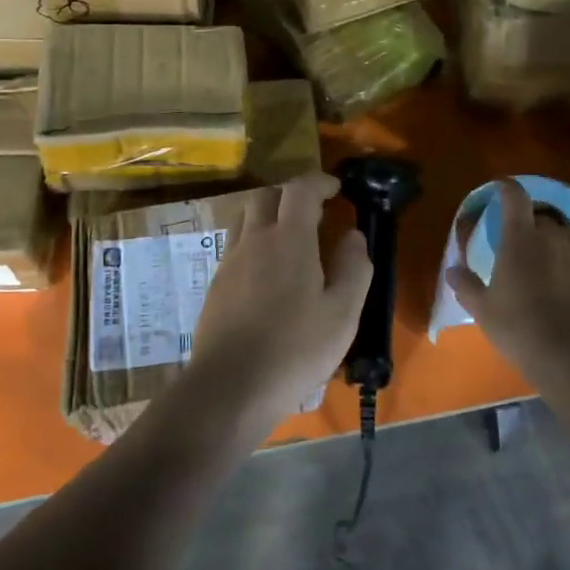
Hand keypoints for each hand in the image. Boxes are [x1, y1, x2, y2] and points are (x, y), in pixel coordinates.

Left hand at [188, 173, 373, 426]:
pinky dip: (254, 241)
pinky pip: (235, 245)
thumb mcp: (343, 313)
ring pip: (245, 217)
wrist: (230, 387)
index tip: (336, 188)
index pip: (300, 190)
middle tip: (314, 211)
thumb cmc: (295, 349)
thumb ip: (354, 268)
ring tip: (289, 236)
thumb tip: (353, 236)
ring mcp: (229, 261)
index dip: (319, 182)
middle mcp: (254, 240)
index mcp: (289, 239)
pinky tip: (267, 272)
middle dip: (291, 194)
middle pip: (266, 196)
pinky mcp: (215, 285)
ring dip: (268, 214)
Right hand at [446, 179, 569, 364]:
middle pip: (545, 216)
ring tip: (555, 256)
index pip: (515, 198)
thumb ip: (466, 285)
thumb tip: (453, 270)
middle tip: (524, 239)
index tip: (502, 188)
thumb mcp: (482, 309)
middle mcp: (554, 237)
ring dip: (562, 241)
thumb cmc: (518, 327)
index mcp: (520, 238)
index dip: (508, 189)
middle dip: (534, 222)